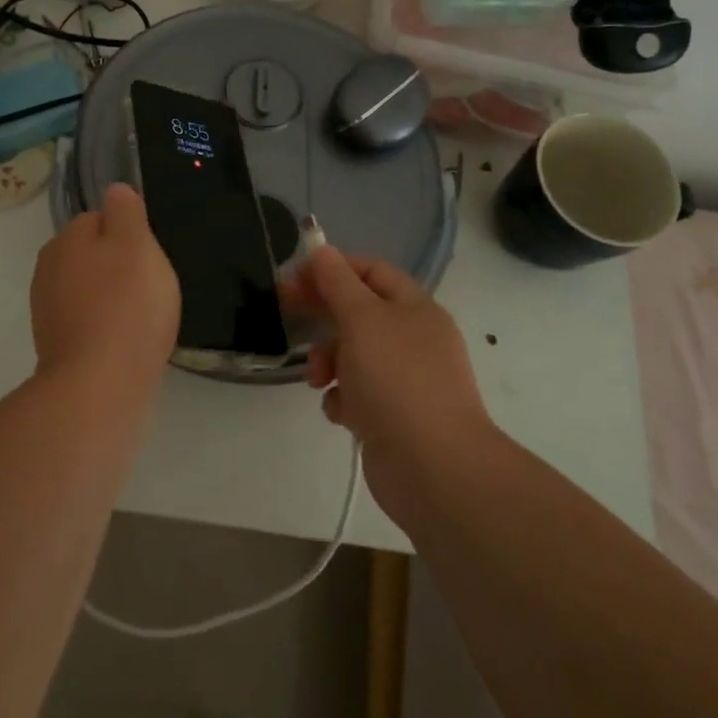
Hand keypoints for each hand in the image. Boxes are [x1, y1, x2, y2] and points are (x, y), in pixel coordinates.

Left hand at [30, 183, 179, 390]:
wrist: (99, 386)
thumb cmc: (125, 306)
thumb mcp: (136, 243)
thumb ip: (126, 211)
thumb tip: (115, 190)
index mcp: (66, 240)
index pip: (99, 219)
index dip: (129, 235)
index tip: (149, 257)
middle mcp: (49, 270)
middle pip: (93, 256)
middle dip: (120, 267)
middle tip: (150, 288)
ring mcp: (49, 311)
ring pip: (90, 290)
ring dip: (114, 298)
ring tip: (143, 319)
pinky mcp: (57, 346)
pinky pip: (89, 322)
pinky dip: (107, 327)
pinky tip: (128, 342)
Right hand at [281, 247, 491, 523]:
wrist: (433, 466)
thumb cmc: (397, 379)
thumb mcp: (362, 318)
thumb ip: (338, 282)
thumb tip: (322, 250)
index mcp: (415, 308)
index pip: (372, 271)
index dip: (333, 268)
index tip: (295, 277)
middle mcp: (413, 339)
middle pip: (359, 312)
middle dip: (323, 314)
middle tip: (284, 311)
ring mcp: (405, 380)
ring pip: (354, 355)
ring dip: (329, 361)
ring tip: (319, 380)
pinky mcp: (393, 417)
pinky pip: (358, 394)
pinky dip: (343, 398)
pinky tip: (341, 411)